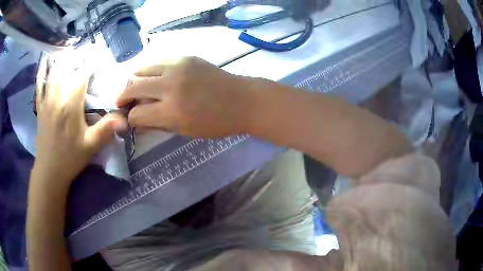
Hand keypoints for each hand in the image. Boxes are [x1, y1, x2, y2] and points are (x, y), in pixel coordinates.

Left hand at [34, 63, 126, 185]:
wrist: (49, 171)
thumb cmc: (70, 158)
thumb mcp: (90, 146)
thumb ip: (106, 129)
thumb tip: (125, 118)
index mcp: (70, 103)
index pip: (83, 73)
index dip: (93, 61)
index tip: (101, 53)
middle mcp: (57, 96)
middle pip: (68, 67)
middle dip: (80, 55)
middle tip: (89, 50)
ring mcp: (47, 100)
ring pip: (54, 71)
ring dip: (64, 59)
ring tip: (72, 52)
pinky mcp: (40, 107)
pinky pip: (39, 84)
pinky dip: (42, 71)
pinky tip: (45, 61)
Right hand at [116, 57, 253, 137]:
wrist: (241, 100)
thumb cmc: (216, 123)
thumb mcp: (185, 130)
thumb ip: (157, 124)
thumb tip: (137, 120)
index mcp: (171, 111)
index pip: (136, 114)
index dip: (129, 118)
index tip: (129, 118)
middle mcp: (170, 86)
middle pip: (132, 87)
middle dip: (122, 96)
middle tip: (122, 102)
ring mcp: (177, 67)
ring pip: (142, 69)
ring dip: (134, 80)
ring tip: (135, 88)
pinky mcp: (185, 57)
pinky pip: (158, 62)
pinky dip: (150, 71)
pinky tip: (153, 77)